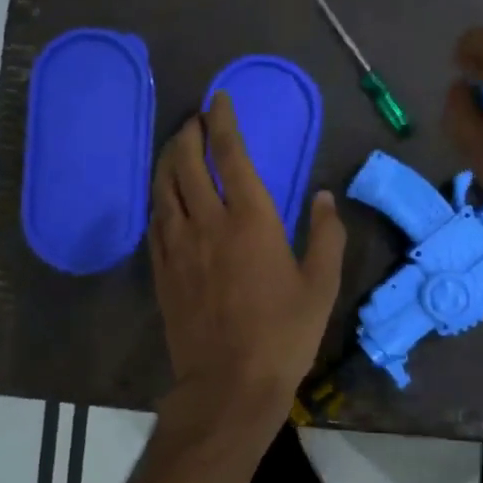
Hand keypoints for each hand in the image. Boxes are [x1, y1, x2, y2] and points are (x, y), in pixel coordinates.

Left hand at [149, 91, 345, 406]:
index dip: (223, 121)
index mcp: (252, 220)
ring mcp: (179, 246)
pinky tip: (164, 195)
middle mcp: (209, 222)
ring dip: (169, 159)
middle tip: (196, 120)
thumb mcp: (321, 286)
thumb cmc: (284, 334)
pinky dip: (160, 196)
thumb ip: (327, 236)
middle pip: (188, 162)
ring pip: (165, 187)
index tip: (219, 99)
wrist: (229, 383)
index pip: (231, 154)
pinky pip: (155, 220)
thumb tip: (324, 197)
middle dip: (189, 133)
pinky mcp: (163, 270)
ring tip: (177, 146)